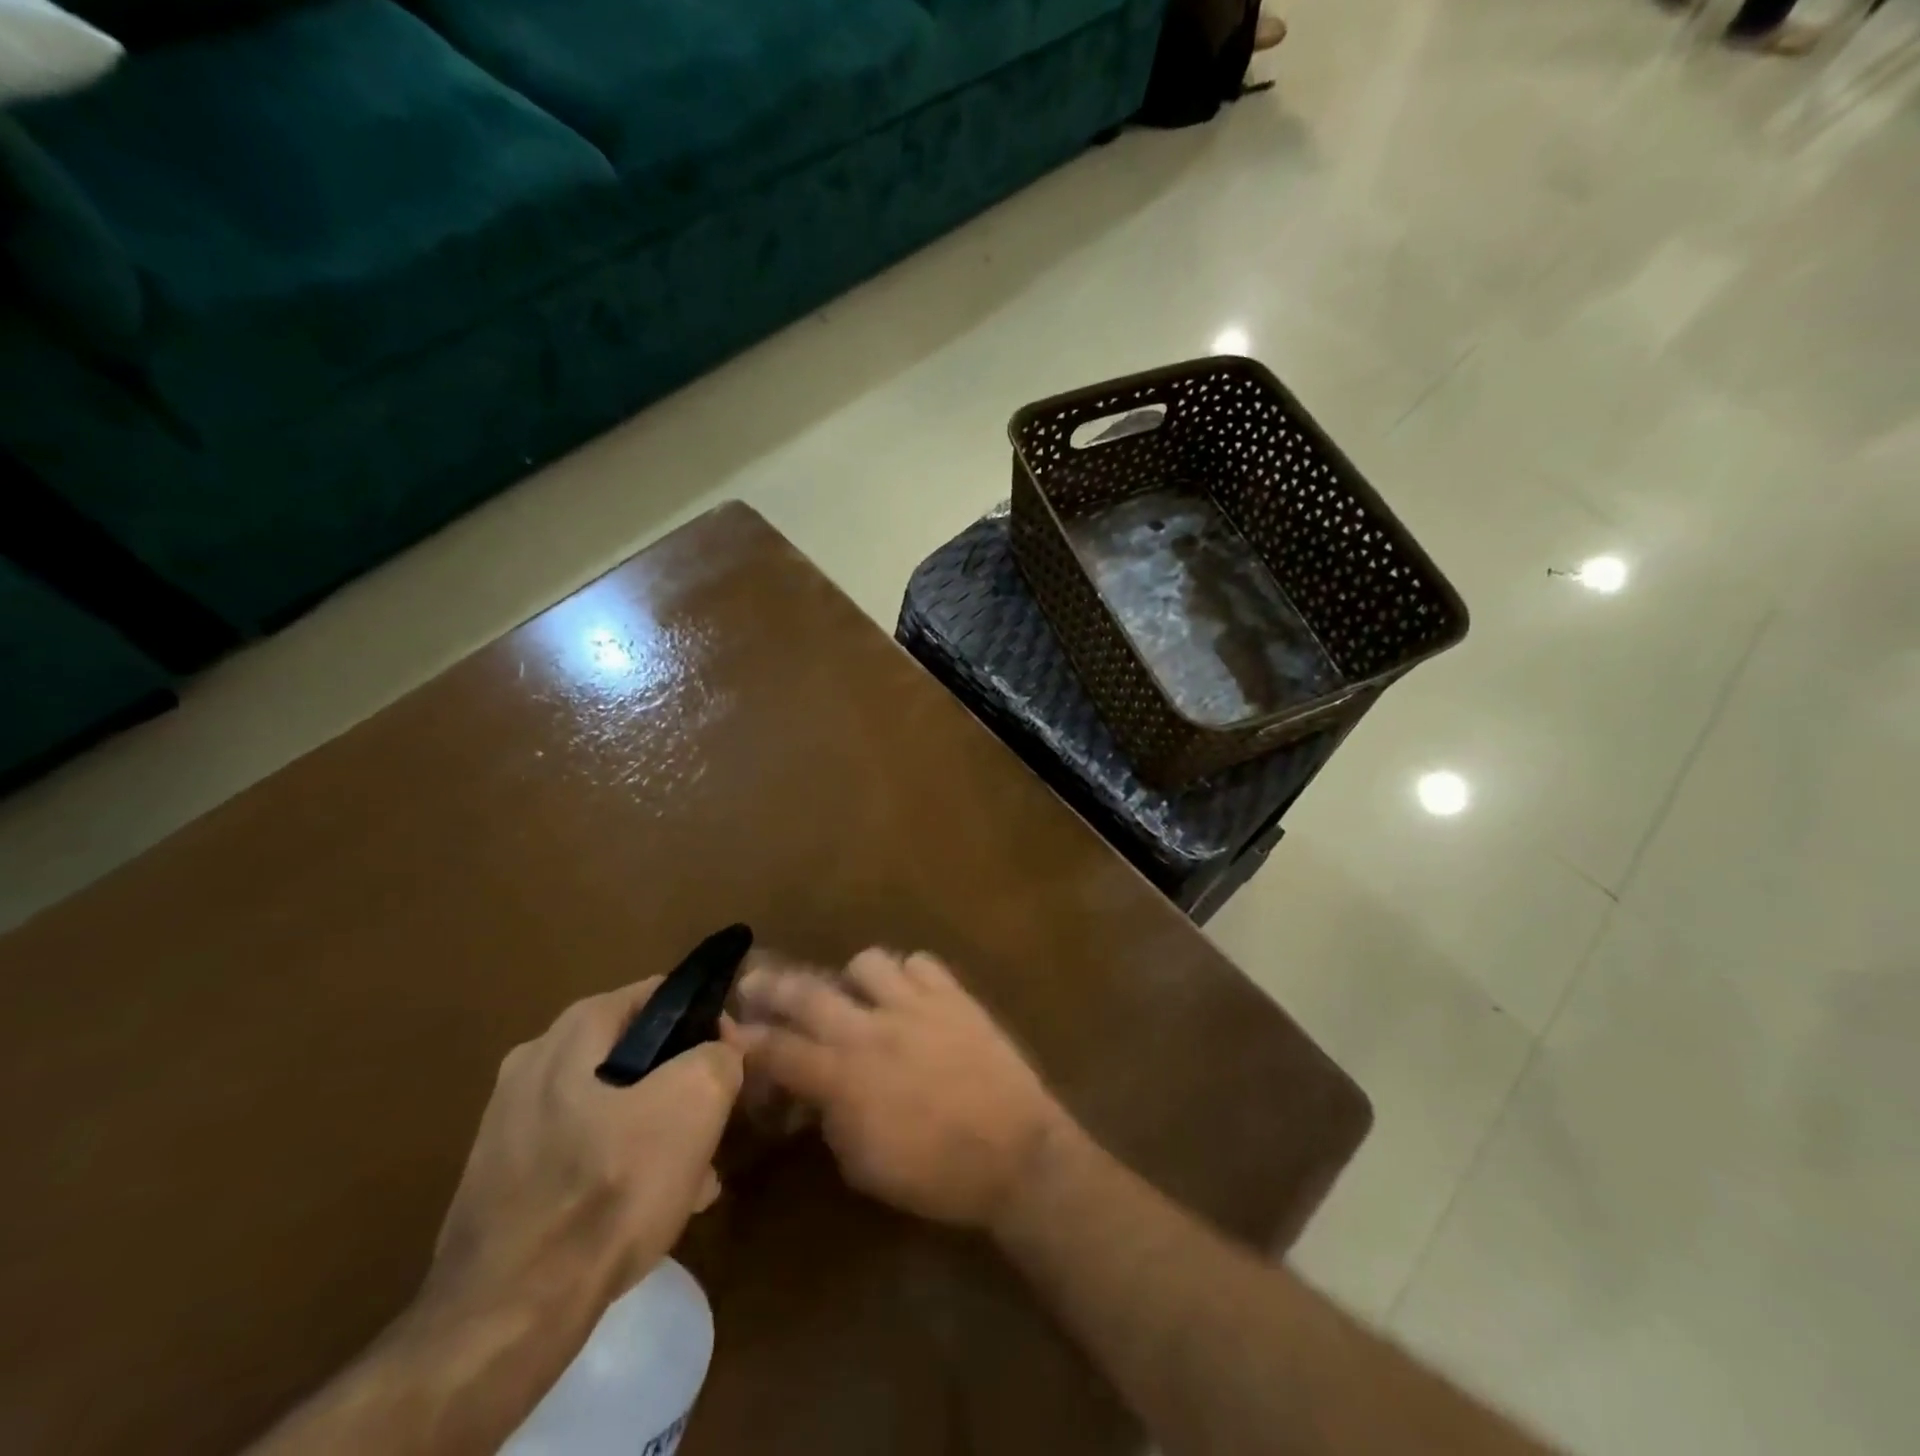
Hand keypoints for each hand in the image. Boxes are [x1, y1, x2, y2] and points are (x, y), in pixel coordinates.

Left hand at [427, 979, 744, 1319]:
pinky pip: (579, 1152)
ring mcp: (510, 1123)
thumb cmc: (610, 1187)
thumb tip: (719, 1051)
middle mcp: (534, 1062)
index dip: (706, 1022)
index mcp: (574, 1030)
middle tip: (712, 1127)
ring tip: (690, 1179)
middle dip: (681, 1087)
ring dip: (655, 1132)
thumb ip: (719, 1056)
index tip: (731, 1063)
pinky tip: (645, 1211)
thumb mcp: (695, 1102)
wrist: (507, 1316)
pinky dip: (616, 1167)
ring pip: (611, 1107)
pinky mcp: (501, 1178)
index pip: (660, 995)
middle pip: (636, 1055)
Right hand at [735, 949, 1069, 1229]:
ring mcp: (916, 1005)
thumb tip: (813, 1090)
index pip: (778, 1050)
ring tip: (856, 993)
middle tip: (755, 980)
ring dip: (853, 977)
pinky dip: (908, 974)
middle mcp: (872, 1029)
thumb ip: (830, 1118)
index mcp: (844, 1077)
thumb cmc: (935, 1175)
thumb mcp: (863, 1165)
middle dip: (773, 985)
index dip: (745, 1040)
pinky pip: (921, 962)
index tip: (725, 1029)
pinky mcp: (954, 995)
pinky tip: (910, 995)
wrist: (1015, 1153)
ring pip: (867, 961)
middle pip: (809, 992)